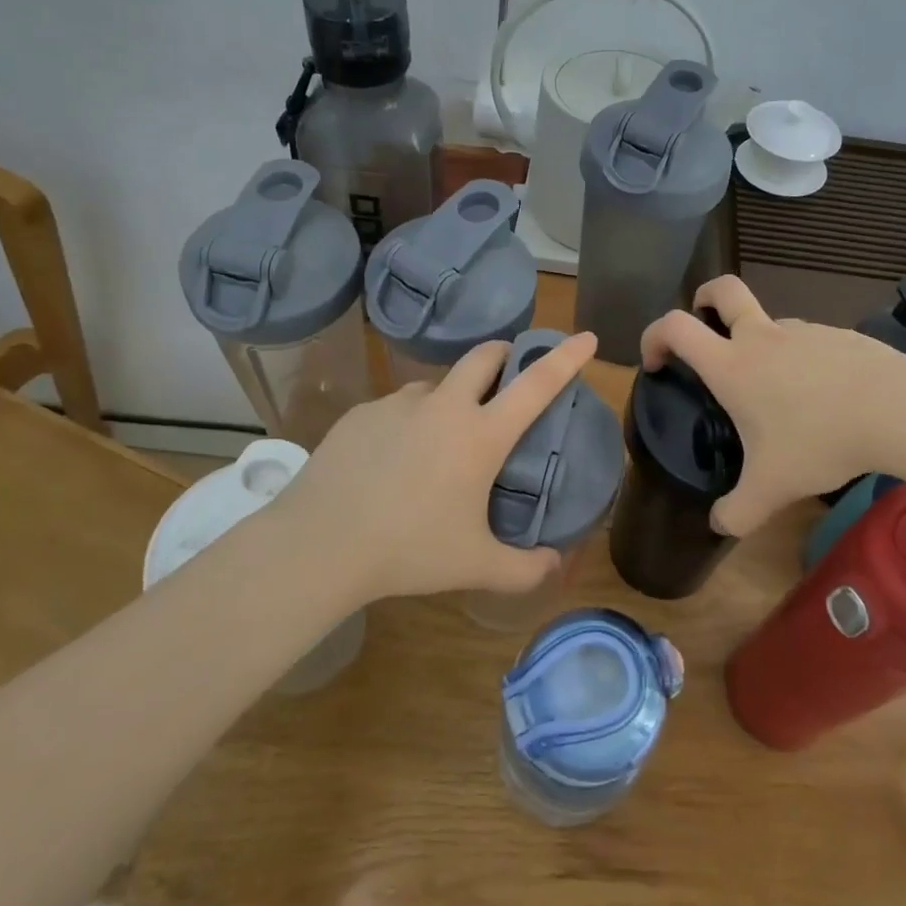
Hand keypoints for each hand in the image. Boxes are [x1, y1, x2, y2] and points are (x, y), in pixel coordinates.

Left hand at [251, 332, 598, 603]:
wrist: (320, 544)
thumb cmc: (408, 549)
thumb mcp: (474, 565)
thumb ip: (524, 569)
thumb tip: (555, 566)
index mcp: (480, 435)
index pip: (536, 384)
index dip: (565, 357)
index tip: (585, 337)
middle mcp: (443, 406)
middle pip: (483, 356)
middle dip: (504, 355)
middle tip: (508, 376)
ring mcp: (398, 405)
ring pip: (436, 384)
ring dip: (451, 397)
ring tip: (442, 440)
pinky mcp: (361, 414)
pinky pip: (397, 408)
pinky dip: (410, 423)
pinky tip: (394, 461)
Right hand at [640, 276, 905, 535]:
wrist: (897, 410)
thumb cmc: (820, 442)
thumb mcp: (772, 488)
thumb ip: (738, 512)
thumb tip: (719, 525)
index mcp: (732, 365)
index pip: (675, 327)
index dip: (654, 336)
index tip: (656, 362)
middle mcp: (762, 338)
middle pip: (723, 290)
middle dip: (704, 297)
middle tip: (704, 323)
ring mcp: (804, 331)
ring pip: (770, 323)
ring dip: (760, 342)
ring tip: (778, 393)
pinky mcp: (839, 335)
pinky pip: (808, 341)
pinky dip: (802, 360)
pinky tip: (823, 397)